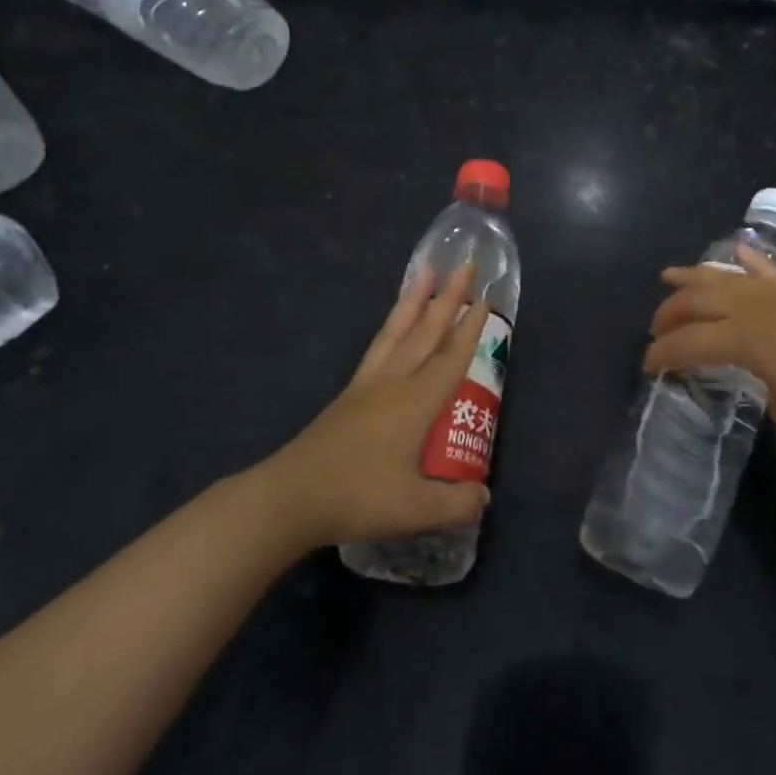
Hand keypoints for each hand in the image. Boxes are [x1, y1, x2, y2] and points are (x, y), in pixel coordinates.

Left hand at [265, 263, 491, 547]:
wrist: (290, 498)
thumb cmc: (357, 497)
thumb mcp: (415, 509)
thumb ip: (456, 503)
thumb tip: (485, 498)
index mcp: (416, 403)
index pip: (451, 357)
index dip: (471, 329)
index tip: (484, 298)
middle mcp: (394, 383)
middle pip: (426, 332)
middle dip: (448, 298)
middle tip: (464, 265)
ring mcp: (368, 385)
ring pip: (397, 331)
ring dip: (414, 300)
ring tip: (425, 271)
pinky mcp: (349, 395)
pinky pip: (378, 345)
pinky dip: (391, 325)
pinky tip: (392, 325)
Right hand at [644, 246, 775, 430]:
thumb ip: (760, 390)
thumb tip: (758, 378)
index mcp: (737, 339)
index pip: (686, 343)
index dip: (662, 355)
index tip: (649, 367)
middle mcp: (746, 307)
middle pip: (694, 303)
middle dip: (668, 315)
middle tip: (655, 331)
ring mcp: (771, 293)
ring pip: (720, 277)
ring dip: (691, 278)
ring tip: (669, 276)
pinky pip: (764, 268)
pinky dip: (747, 258)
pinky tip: (736, 248)